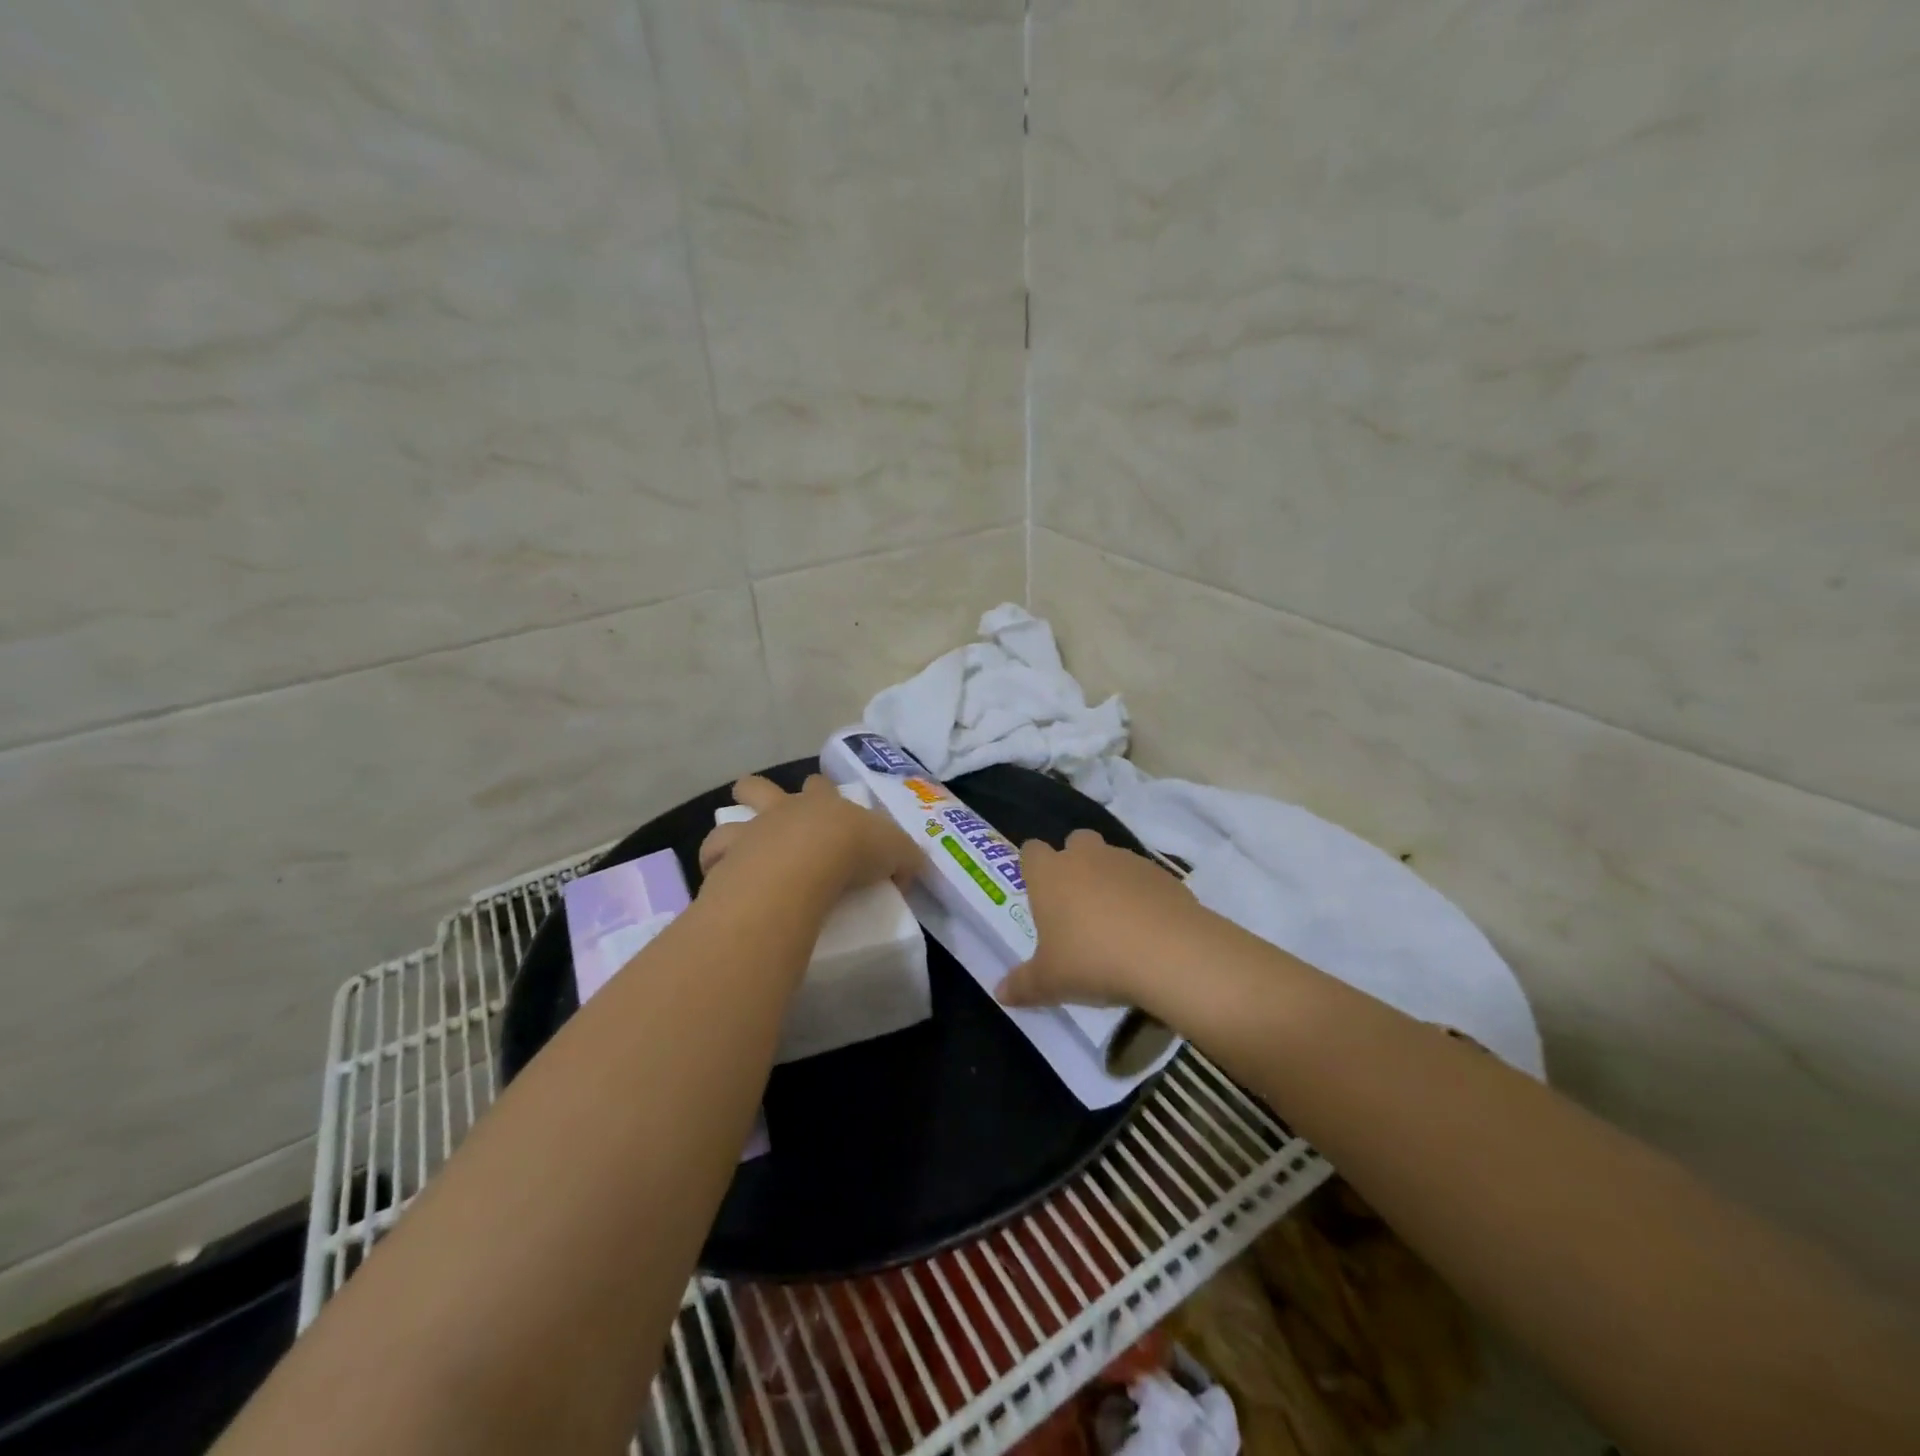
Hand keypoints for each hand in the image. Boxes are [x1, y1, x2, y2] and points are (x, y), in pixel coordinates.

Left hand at [698, 774, 918, 898]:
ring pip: (729, 819)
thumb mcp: (896, 852)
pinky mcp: (729, 858)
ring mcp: (752, 831)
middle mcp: (783, 810)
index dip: (822, 791)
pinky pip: (714, 858)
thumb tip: (908, 870)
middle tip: (768, 811)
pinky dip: (716, 866)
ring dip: (731, 829)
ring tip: (736, 848)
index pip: (821, 786)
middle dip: (761, 793)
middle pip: (761, 787)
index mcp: (822, 803)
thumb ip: (904, 859)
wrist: (809, 863)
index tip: (826, 802)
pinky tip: (722, 878)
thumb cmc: (854, 850)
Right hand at [995, 829, 1212, 1015]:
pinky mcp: (1162, 874)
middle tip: (1077, 903)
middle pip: (1075, 842)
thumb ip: (1023, 985)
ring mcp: (1127, 861)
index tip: (1037, 891)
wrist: (1170, 953)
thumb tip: (1000, 994)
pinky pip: (1144, 877)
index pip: (1031, 851)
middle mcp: (1086, 856)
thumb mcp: (1051, 982)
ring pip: (1111, 858)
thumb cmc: (1093, 960)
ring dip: (1110, 879)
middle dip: (1075, 863)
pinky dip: (1142, 894)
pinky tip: (1147, 928)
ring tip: (1116, 921)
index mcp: (1050, 873)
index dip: (1032, 867)